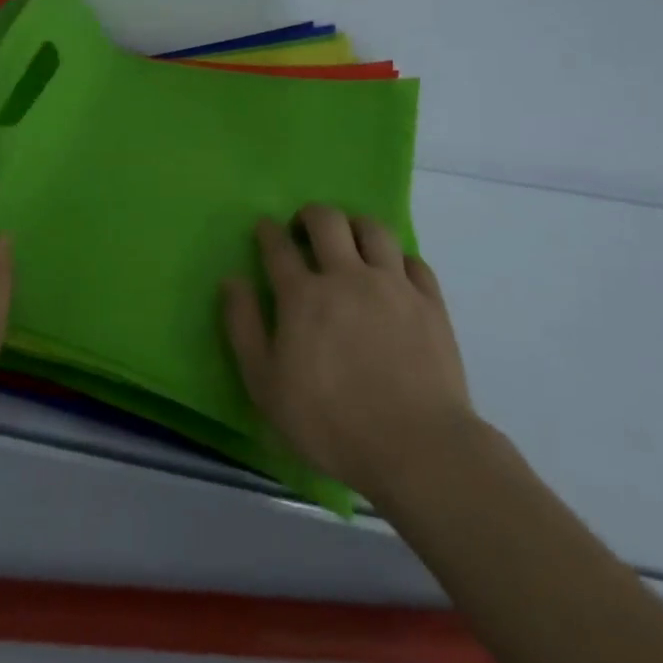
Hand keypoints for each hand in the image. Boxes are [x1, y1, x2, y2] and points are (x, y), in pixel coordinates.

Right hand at [222, 207, 476, 504]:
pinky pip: (413, 260)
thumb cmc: (329, 422)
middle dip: (310, 215)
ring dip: (355, 226)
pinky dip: (396, 258)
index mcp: (303, 295)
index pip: (278, 246)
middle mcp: (347, 276)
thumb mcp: (265, 384)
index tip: (264, 228)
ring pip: (374, 229)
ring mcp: (393, 286)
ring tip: (350, 240)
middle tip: (304, 228)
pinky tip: (392, 273)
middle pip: (327, 221)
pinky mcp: (430, 303)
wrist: (417, 447)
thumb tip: (232, 280)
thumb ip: (243, 327)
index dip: (267, 231)